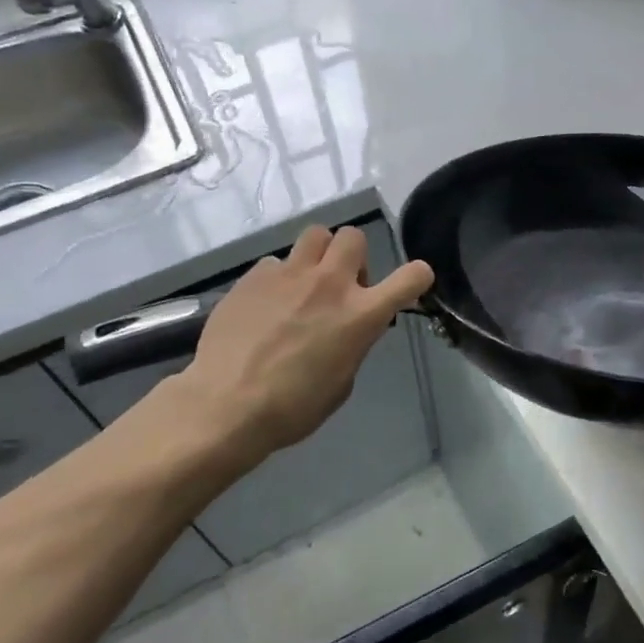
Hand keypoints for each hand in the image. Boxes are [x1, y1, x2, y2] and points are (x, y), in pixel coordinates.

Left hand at [177, 224, 434, 461]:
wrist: (226, 405)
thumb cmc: (293, 407)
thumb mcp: (341, 382)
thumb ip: (352, 344)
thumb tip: (347, 331)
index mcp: (361, 315)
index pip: (410, 277)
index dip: (417, 276)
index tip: (409, 285)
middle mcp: (330, 284)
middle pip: (354, 237)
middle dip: (353, 257)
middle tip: (341, 286)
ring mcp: (289, 275)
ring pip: (315, 235)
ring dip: (318, 255)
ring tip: (304, 285)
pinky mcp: (254, 277)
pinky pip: (275, 263)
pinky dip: (278, 279)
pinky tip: (265, 305)